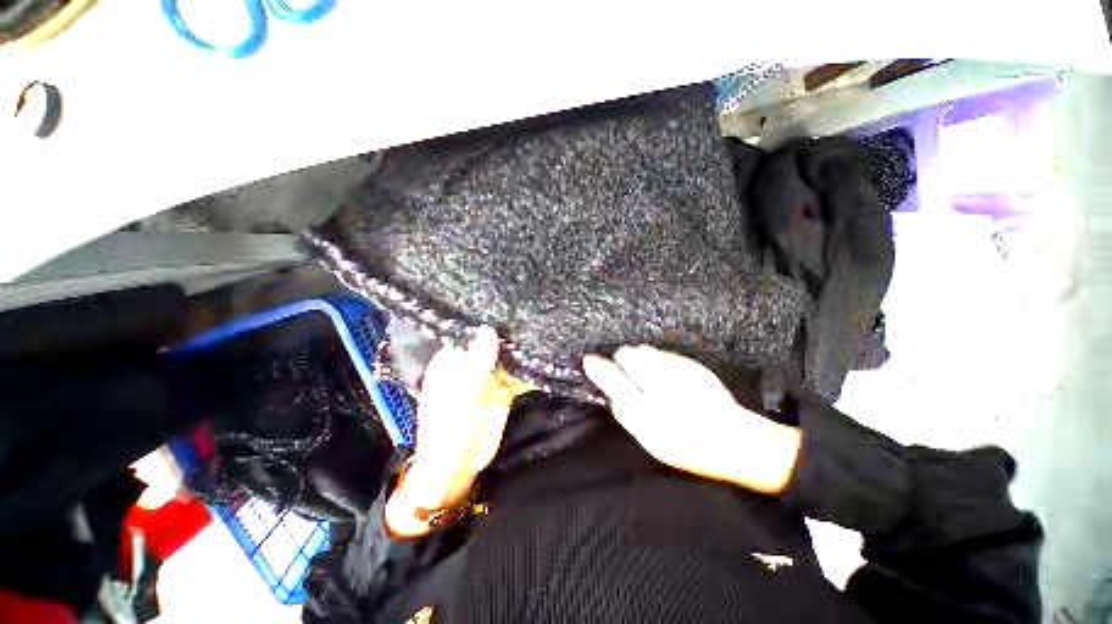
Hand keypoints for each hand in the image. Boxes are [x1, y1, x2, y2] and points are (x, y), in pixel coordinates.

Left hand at [385, 327, 523, 536]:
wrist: (458, 467)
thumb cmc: (449, 430)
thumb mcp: (462, 395)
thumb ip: (478, 363)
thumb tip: (489, 329)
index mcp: (453, 361)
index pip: (470, 333)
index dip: (487, 319)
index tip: (508, 303)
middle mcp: (471, 365)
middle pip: (492, 343)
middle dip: (510, 333)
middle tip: (532, 312)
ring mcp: (488, 377)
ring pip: (507, 358)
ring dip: (522, 350)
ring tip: (542, 328)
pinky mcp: (503, 390)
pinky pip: (517, 375)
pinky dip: (528, 369)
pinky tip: (544, 356)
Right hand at [583, 345, 800, 493]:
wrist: (739, 442)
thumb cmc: (693, 451)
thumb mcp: (655, 447)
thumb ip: (630, 419)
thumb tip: (612, 398)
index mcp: (652, 416)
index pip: (616, 383)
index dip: (600, 370)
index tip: (589, 360)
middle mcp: (665, 390)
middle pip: (630, 358)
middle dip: (622, 360)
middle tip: (625, 368)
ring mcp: (681, 375)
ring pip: (646, 351)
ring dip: (640, 358)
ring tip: (647, 372)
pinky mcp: (694, 366)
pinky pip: (664, 354)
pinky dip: (658, 360)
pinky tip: (666, 374)